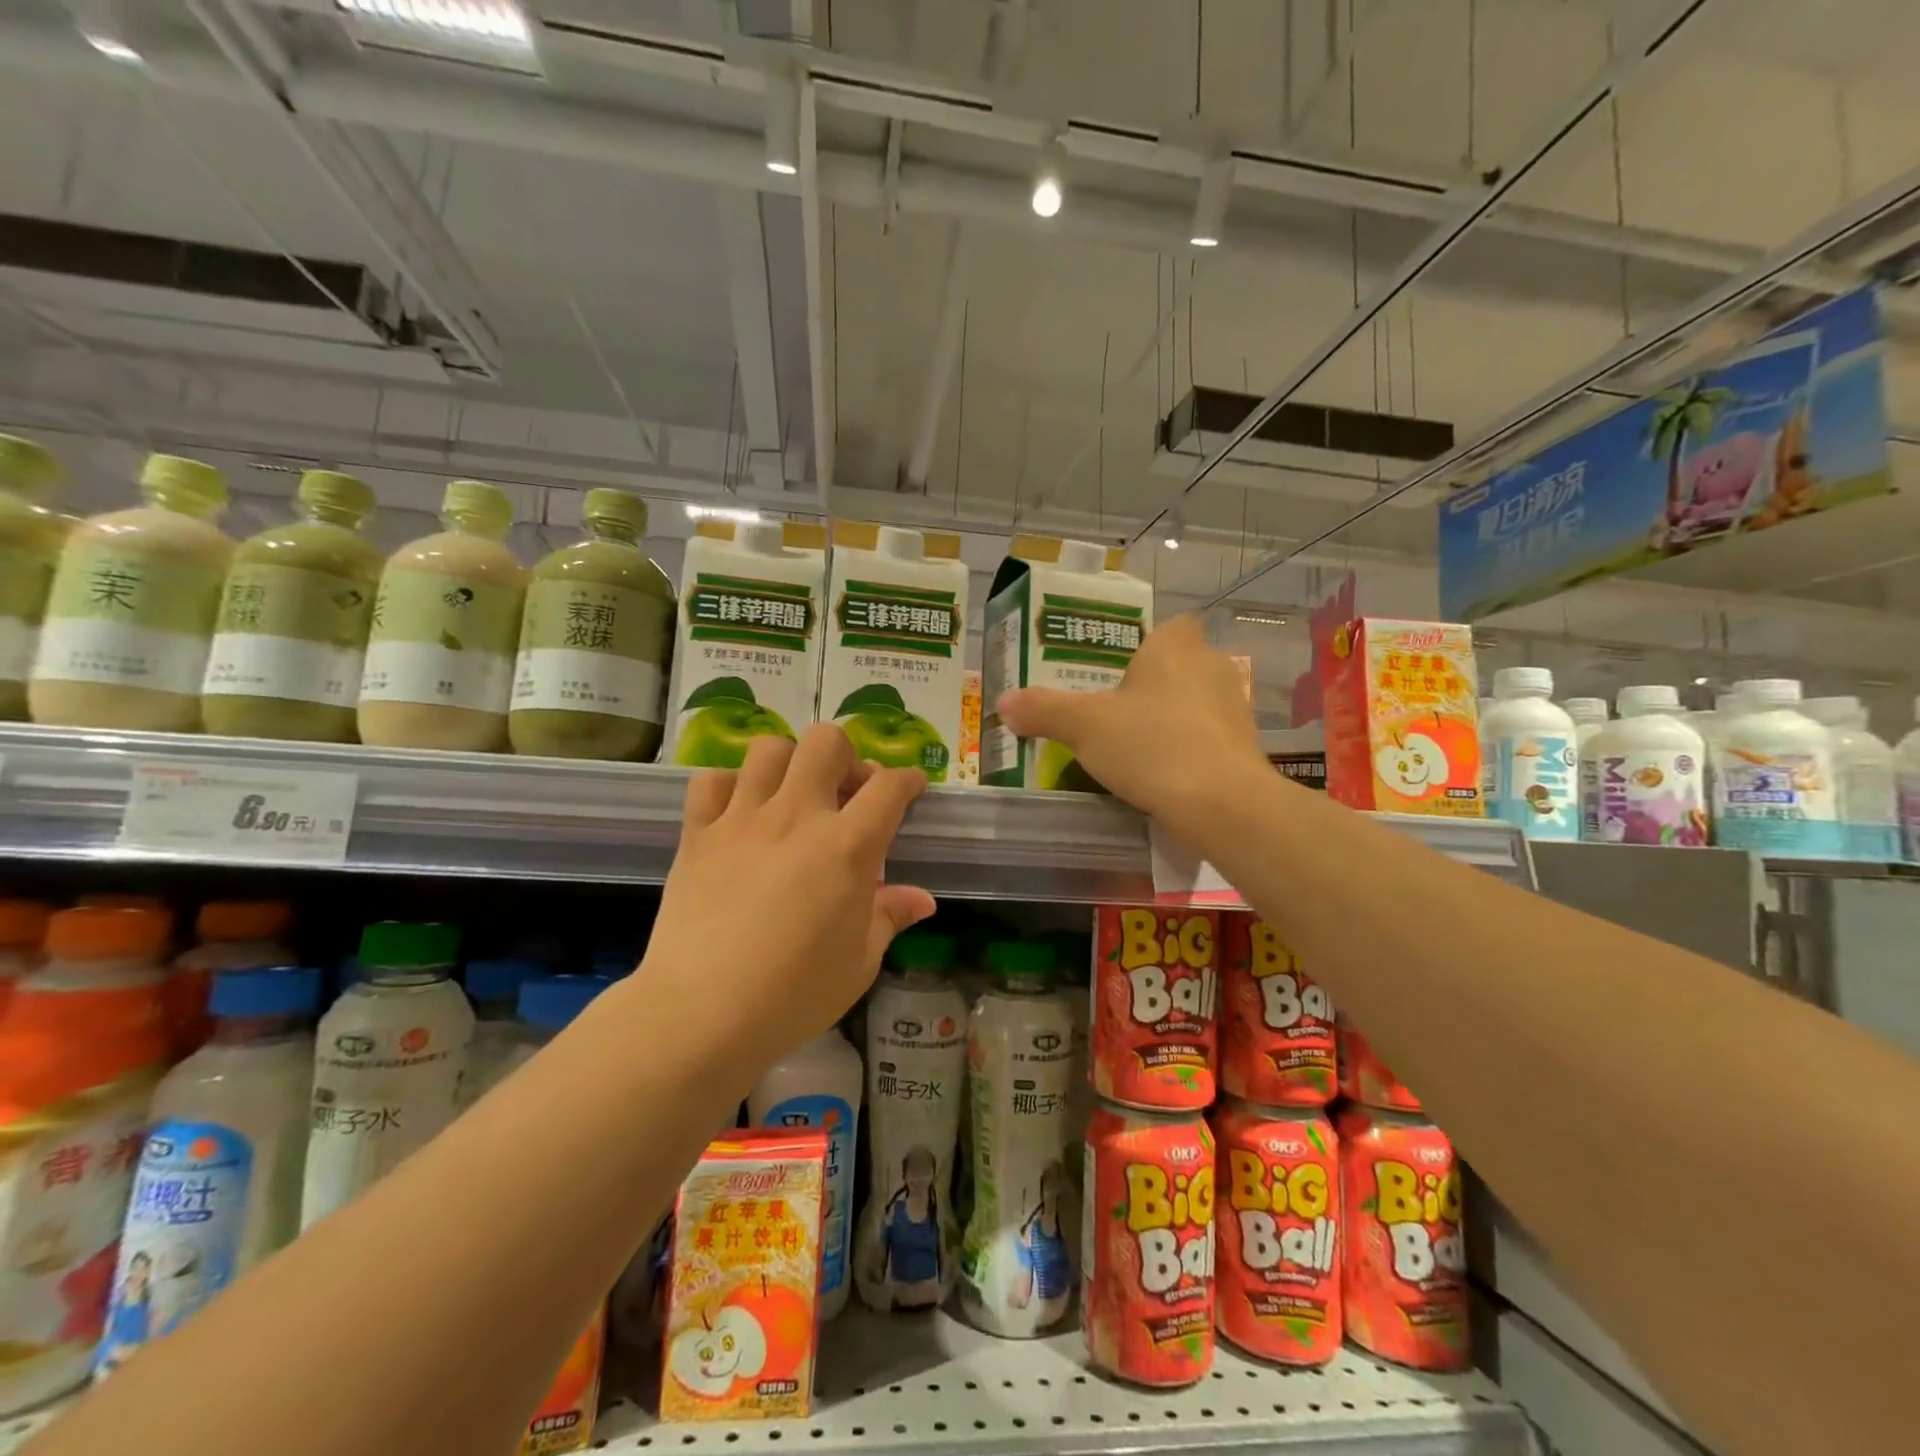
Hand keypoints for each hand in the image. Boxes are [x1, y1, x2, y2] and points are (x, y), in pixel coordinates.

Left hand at [640, 725, 934, 1067]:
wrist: (702, 1014)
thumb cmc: (794, 995)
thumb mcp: (860, 962)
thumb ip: (891, 917)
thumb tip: (923, 899)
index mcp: (847, 847)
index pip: (889, 787)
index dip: (908, 779)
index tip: (911, 787)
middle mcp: (797, 817)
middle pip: (826, 743)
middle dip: (846, 756)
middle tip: (846, 793)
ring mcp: (742, 820)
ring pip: (768, 749)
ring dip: (789, 763)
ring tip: (792, 796)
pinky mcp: (698, 834)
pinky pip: (711, 781)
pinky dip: (729, 786)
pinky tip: (738, 813)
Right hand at [995, 615, 1266, 839]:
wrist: (1222, 805)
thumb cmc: (1152, 745)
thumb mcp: (1084, 727)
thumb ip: (1043, 710)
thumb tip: (1003, 702)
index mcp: (1175, 648)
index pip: (1170, 627)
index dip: (1147, 644)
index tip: (1120, 671)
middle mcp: (1211, 668)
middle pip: (1180, 666)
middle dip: (1152, 686)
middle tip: (1114, 712)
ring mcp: (1234, 710)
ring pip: (1195, 704)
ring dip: (1170, 720)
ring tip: (1134, 747)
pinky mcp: (1245, 749)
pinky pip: (1207, 739)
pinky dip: (1188, 751)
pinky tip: (1162, 776)